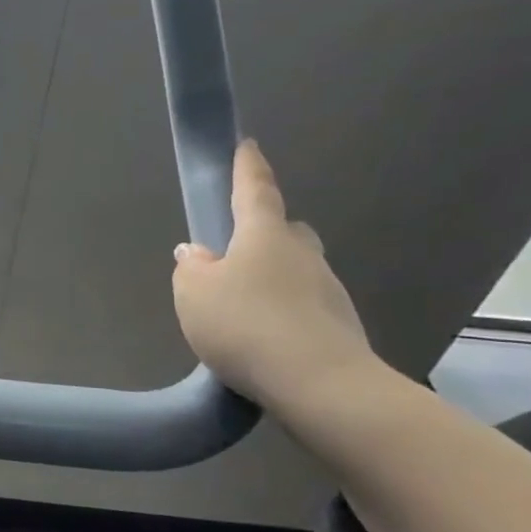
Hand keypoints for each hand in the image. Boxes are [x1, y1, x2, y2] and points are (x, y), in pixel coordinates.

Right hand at [172, 141, 373, 406]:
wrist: (320, 385)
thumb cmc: (246, 324)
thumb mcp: (194, 293)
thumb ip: (191, 268)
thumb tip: (198, 254)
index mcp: (265, 236)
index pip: (255, 191)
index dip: (248, 168)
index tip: (247, 145)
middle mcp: (302, 255)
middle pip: (284, 232)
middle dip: (264, 234)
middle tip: (236, 252)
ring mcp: (327, 291)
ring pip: (296, 271)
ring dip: (272, 280)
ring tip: (241, 310)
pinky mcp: (339, 328)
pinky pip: (303, 308)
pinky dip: (283, 314)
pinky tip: (262, 340)